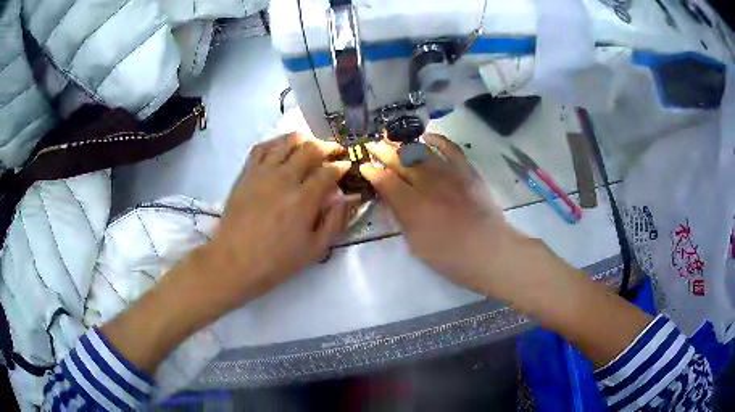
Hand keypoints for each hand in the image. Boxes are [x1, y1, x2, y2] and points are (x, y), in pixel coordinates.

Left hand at [205, 133, 350, 303]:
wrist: (234, 261)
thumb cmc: (277, 260)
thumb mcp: (315, 250)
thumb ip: (335, 222)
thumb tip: (348, 198)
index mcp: (304, 199)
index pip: (329, 171)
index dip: (341, 166)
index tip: (346, 166)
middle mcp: (285, 178)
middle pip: (311, 149)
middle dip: (328, 146)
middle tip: (335, 150)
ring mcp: (263, 173)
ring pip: (287, 142)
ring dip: (304, 139)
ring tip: (311, 144)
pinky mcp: (246, 173)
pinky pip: (262, 147)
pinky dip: (276, 142)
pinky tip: (282, 147)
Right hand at [360, 135, 525, 296]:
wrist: (489, 251)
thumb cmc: (450, 257)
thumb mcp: (416, 245)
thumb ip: (401, 218)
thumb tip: (390, 199)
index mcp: (412, 205)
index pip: (385, 181)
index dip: (372, 171)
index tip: (364, 166)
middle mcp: (427, 184)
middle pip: (400, 161)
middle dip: (383, 152)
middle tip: (373, 146)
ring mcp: (449, 174)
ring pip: (421, 151)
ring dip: (404, 143)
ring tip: (393, 138)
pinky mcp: (467, 171)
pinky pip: (451, 148)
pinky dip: (438, 140)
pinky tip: (427, 137)